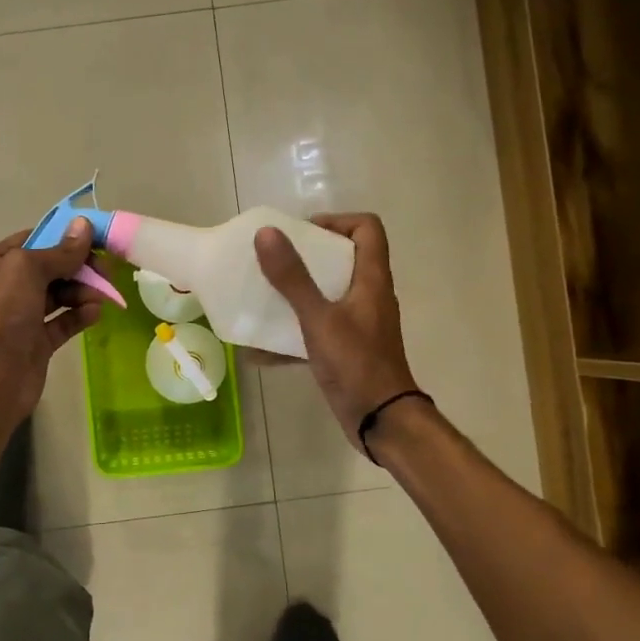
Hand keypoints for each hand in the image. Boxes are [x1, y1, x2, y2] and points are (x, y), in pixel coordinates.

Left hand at [0, 218, 106, 427]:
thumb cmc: (1, 313)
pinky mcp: (35, 342)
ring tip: (100, 297)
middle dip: (78, 268)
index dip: (64, 238)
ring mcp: (18, 316)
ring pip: (58, 295)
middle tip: (106, 272)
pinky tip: (96, 313)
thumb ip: (60, 250)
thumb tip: (84, 224)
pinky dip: (79, 315)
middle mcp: (1, 286)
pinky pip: (62, 321)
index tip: (97, 240)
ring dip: (81, 292)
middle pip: (49, 268)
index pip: (32, 240)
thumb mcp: (26, 269)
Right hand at [254, 213, 418, 451]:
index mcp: (371, 280)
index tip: (302, 233)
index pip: (367, 229)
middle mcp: (368, 297)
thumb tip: (266, 233)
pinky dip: (291, 336)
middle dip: (306, 257)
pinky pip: (316, 332)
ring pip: (327, 296)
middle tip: (274, 261)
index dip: (337, 221)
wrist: (381, 420)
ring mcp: (359, 325)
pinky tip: (258, 351)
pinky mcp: (347, 351)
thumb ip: (293, 278)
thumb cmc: (356, 364)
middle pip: (343, 260)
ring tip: (263, 296)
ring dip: (297, 295)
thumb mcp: (319, 318)